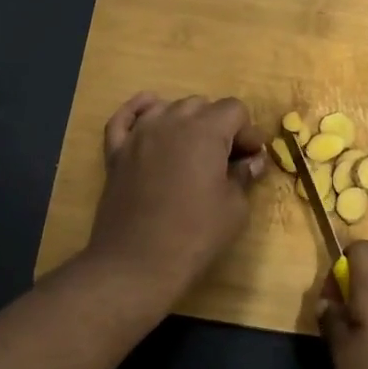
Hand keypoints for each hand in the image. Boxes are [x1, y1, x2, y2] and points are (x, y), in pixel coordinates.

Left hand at [84, 92, 267, 303]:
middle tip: (225, 161)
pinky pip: (125, 118)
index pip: (234, 109)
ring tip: (191, 151)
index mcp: (205, 130)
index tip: (249, 160)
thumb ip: (244, 175)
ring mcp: (139, 134)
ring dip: (184, 121)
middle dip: (218, 126)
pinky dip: (139, 112)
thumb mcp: (234, 208)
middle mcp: (171, 121)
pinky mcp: (116, 151)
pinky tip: (149, 118)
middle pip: (201, 105)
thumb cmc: (194, 235)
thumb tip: (251, 161)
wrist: (136, 262)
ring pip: (167, 107)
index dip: (247, 132)